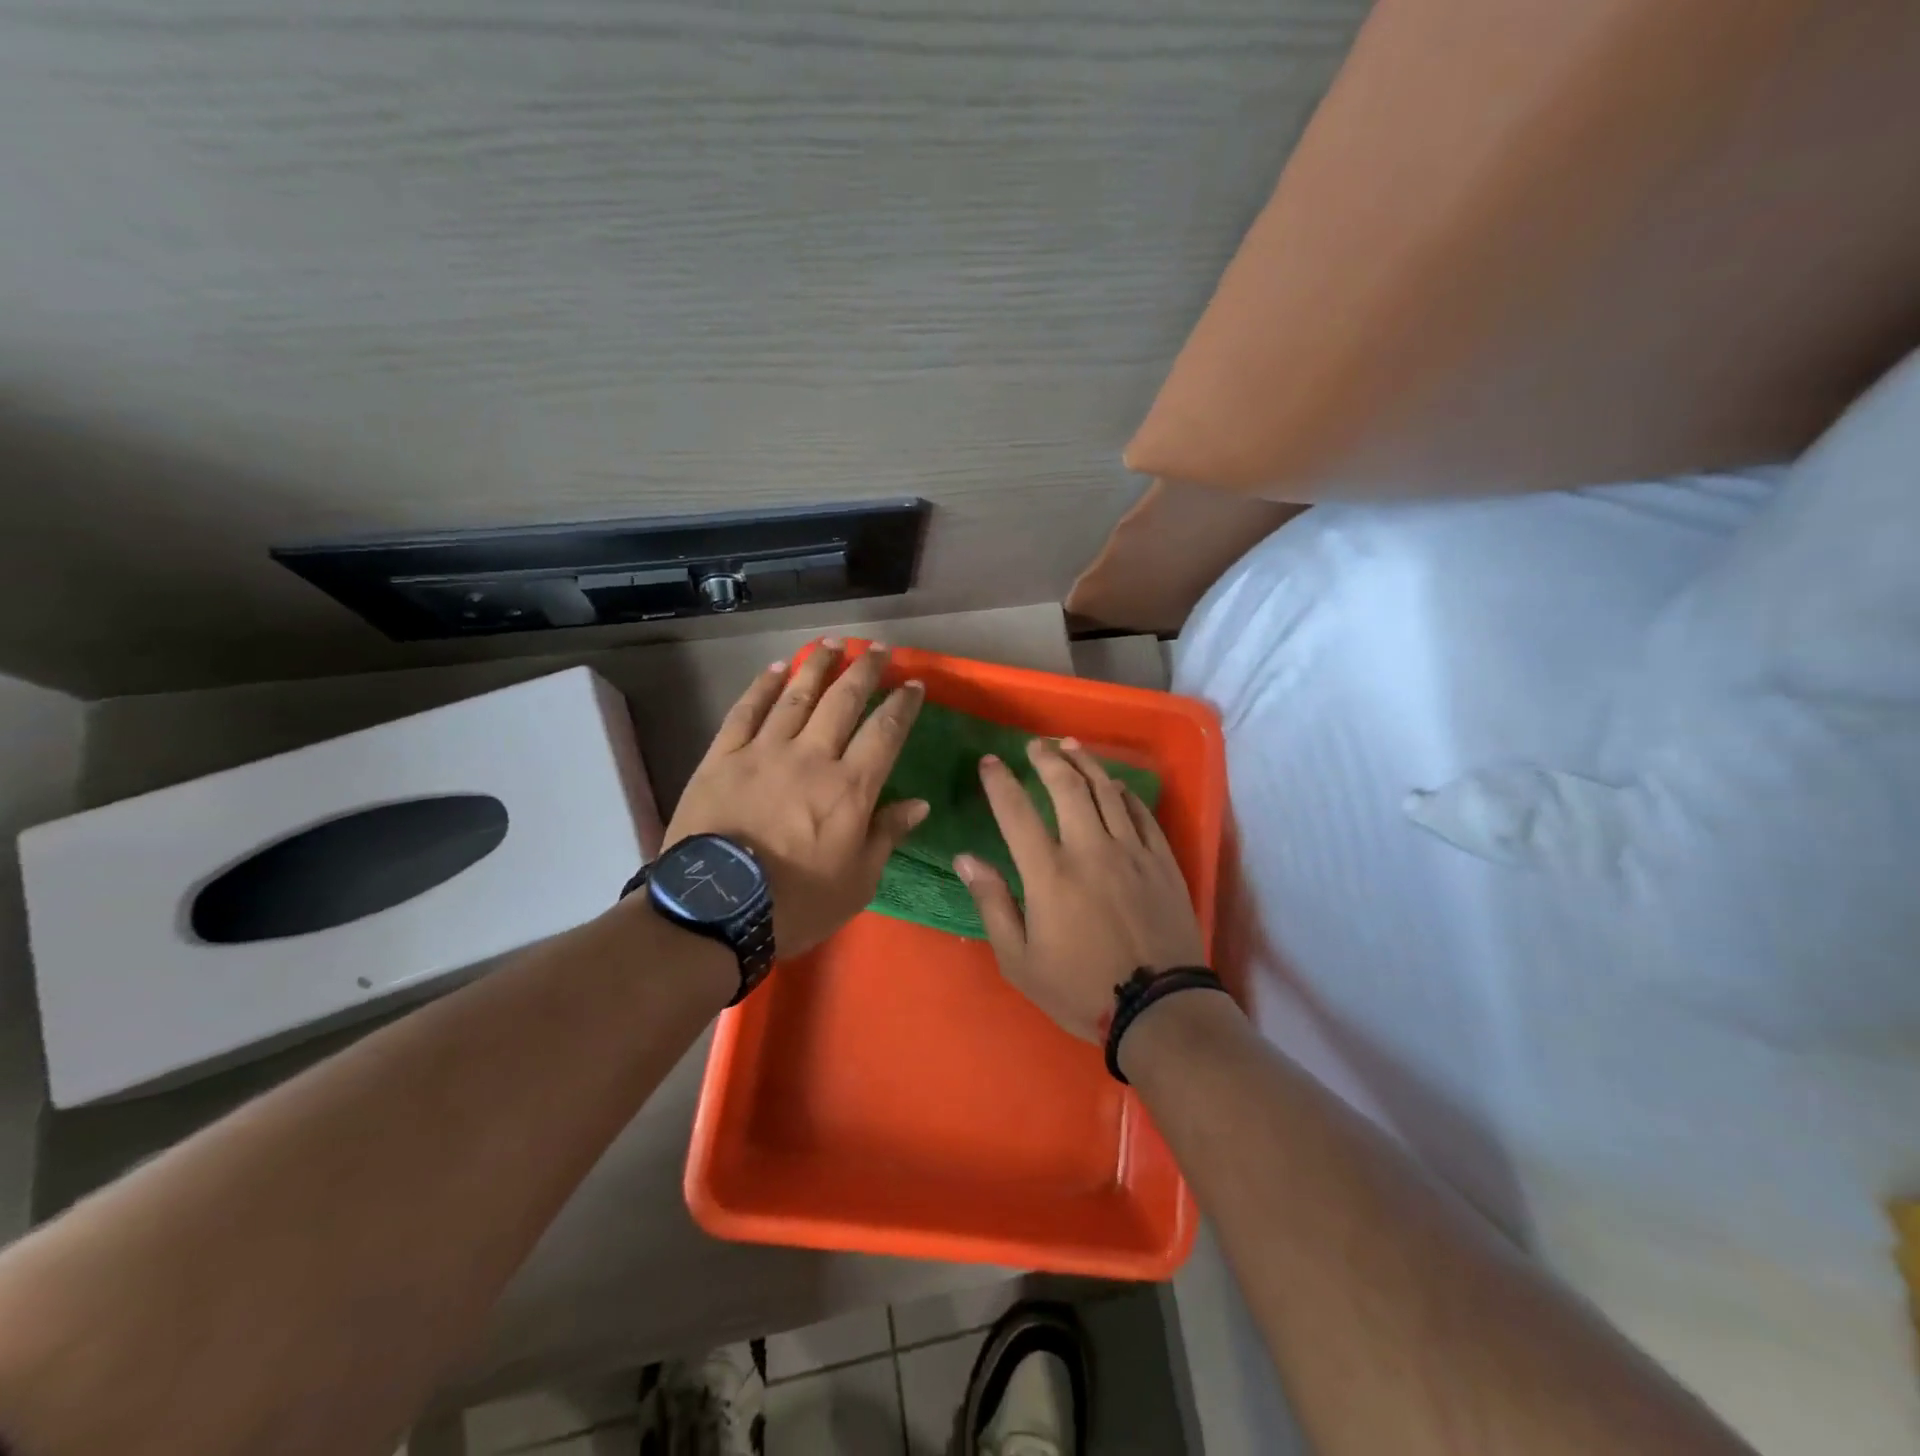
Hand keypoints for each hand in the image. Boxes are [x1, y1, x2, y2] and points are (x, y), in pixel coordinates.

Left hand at [664, 641, 927, 955]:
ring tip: (832, 644)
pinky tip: (776, 668)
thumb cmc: (796, 903)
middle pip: (843, 701)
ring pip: (796, 695)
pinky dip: (762, 686)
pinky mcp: (722, 757)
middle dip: (865, 670)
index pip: (885, 732)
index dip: (903, 704)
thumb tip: (919, 803)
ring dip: (817, 666)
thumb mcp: (858, 881)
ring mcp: (763, 752)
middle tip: (878, 648)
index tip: (914, 684)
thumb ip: (887, 835)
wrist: (715, 910)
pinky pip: (746, 711)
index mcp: (850, 788)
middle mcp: (811, 757)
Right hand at [956, 738, 1204, 1042]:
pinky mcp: (1162, 861)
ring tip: (1071, 747)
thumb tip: (965, 859)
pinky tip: (1115, 786)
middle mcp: (1090, 849)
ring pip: (1107, 791)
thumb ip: (992, 903)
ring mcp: (1132, 851)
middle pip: (1067, 787)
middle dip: (1047, 759)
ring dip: (1086, 763)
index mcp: (1050, 873)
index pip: (1017, 812)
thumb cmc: (1080, 989)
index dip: (999, 782)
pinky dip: (1125, 793)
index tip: (989, 762)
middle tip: (1035, 745)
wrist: (1159, 1010)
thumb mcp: (1019, 960)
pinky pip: (1142, 813)